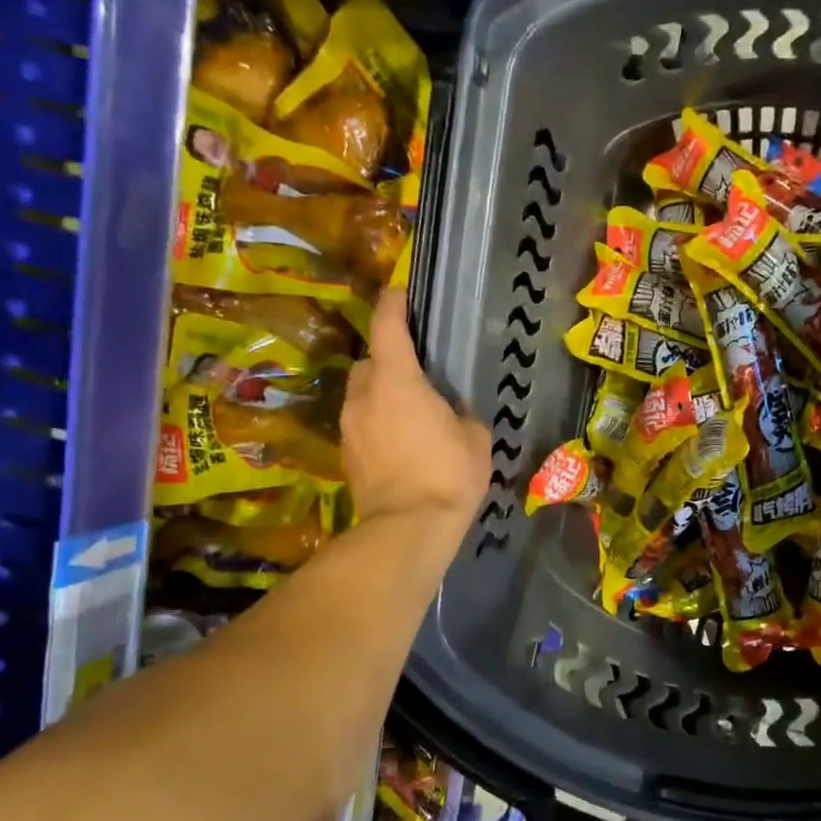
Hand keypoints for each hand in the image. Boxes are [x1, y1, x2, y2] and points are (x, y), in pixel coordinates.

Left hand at [341, 292, 489, 527]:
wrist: (408, 528)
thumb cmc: (448, 474)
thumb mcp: (475, 438)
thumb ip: (461, 413)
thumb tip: (453, 412)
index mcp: (397, 380)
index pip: (387, 326)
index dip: (393, 304)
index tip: (399, 292)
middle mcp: (364, 395)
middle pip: (369, 361)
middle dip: (386, 360)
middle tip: (414, 373)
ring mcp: (349, 426)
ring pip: (361, 395)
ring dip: (380, 395)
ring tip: (408, 413)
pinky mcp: (346, 455)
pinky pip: (361, 425)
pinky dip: (376, 424)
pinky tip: (399, 444)